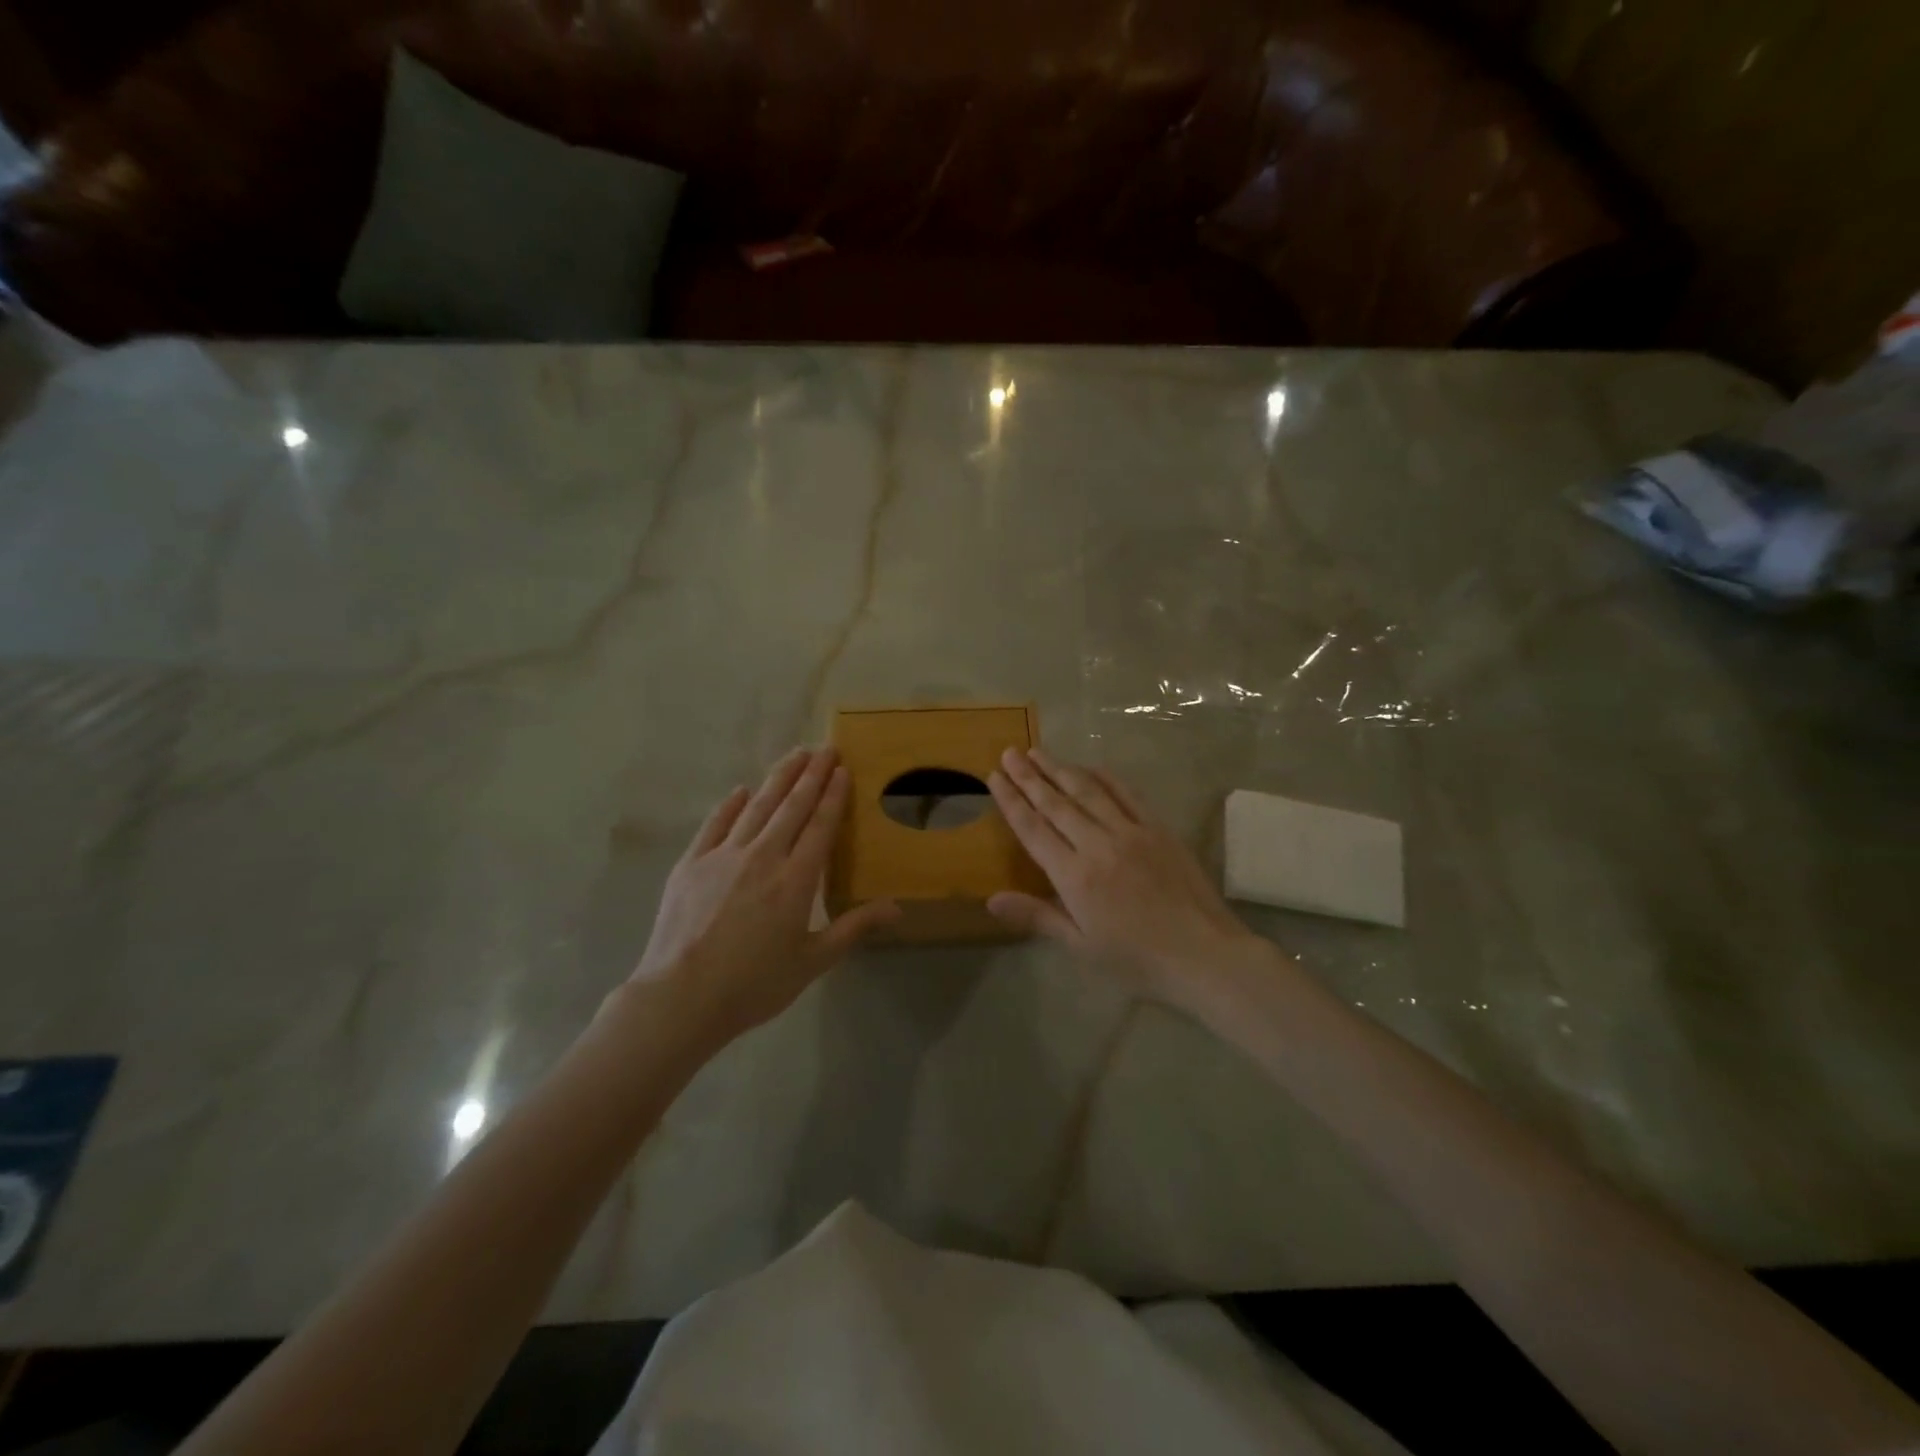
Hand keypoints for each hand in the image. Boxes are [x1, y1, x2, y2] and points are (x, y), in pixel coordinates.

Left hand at [625, 747, 898, 1044]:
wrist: (681, 997)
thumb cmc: (753, 984)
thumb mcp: (812, 961)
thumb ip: (854, 928)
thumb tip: (897, 907)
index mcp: (796, 879)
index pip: (820, 825)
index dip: (832, 795)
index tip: (842, 769)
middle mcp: (763, 856)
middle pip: (791, 806)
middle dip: (811, 774)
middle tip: (825, 748)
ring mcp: (723, 856)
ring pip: (757, 806)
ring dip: (778, 779)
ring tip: (794, 756)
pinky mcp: (691, 863)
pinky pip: (715, 824)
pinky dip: (730, 805)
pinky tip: (741, 791)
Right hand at [987, 748, 1272, 1011]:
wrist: (1204, 955)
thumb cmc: (1137, 960)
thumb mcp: (1081, 946)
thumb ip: (1037, 917)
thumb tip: (991, 899)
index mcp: (1074, 876)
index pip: (1033, 829)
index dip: (1011, 800)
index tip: (994, 777)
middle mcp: (1098, 845)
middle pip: (1056, 803)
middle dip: (1029, 776)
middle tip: (1010, 753)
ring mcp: (1131, 832)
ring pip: (1088, 792)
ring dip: (1060, 769)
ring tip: (1038, 752)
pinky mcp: (1158, 828)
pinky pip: (1127, 794)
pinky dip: (1105, 777)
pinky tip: (1090, 767)